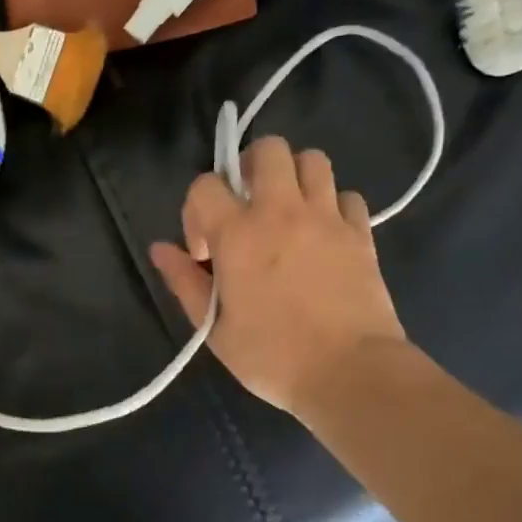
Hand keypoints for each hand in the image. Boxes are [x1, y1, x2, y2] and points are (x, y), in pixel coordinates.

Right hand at [150, 137, 406, 417]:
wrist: (349, 372)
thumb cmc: (272, 357)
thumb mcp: (214, 329)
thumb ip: (184, 282)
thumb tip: (160, 249)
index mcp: (238, 234)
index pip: (205, 185)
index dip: (196, 211)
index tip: (206, 252)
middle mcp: (282, 212)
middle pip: (268, 148)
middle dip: (249, 168)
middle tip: (247, 208)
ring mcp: (327, 218)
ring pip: (313, 160)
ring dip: (294, 178)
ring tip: (288, 213)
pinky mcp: (361, 233)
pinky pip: (347, 196)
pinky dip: (333, 206)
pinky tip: (324, 235)